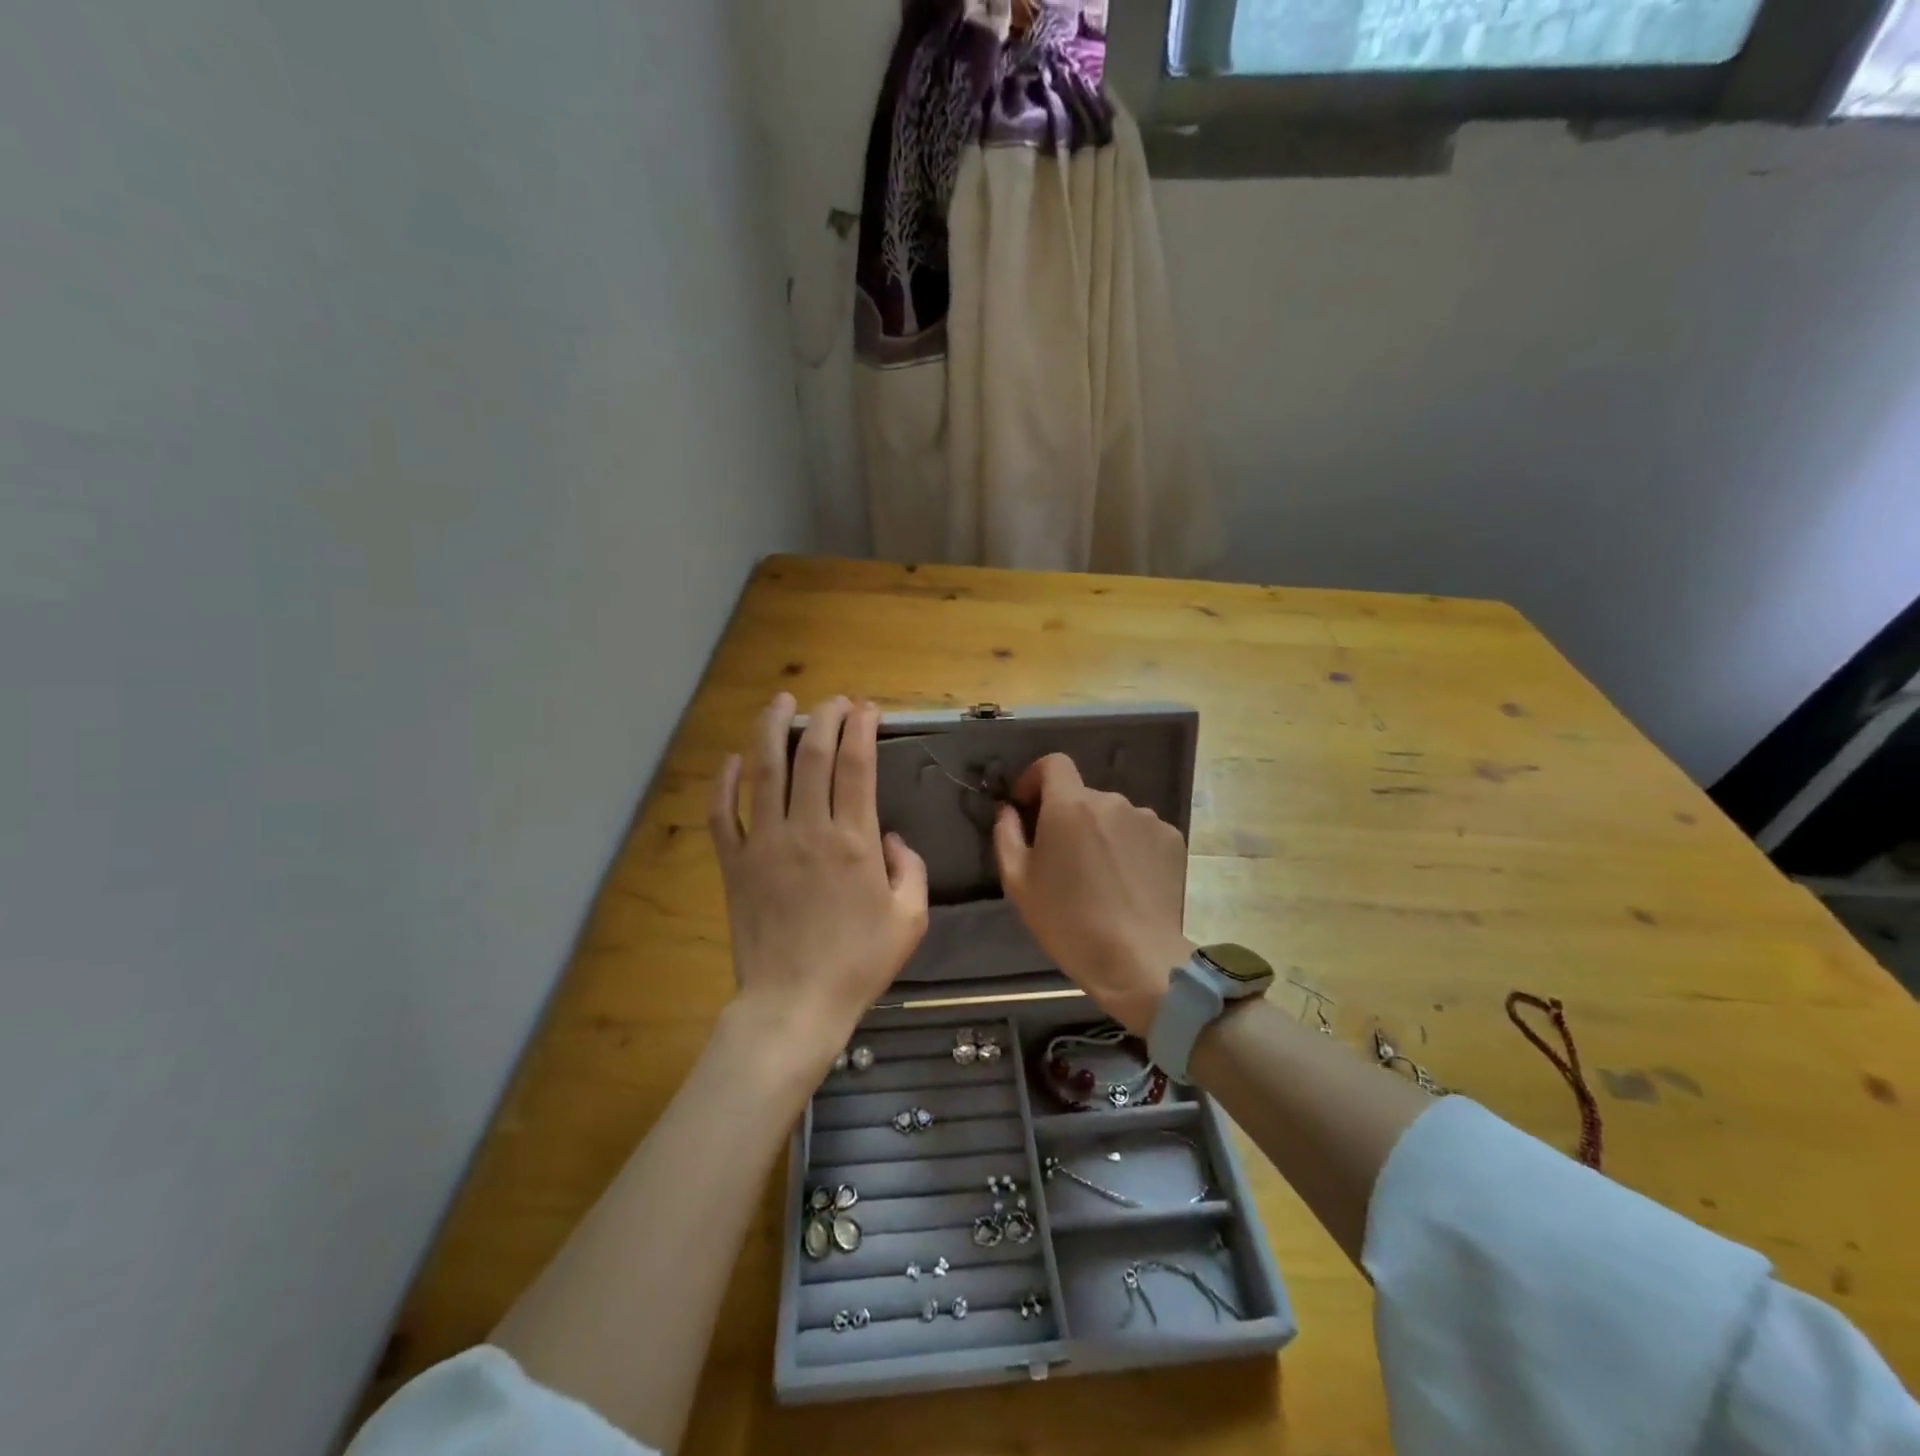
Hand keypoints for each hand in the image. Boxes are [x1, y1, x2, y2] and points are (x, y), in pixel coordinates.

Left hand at [710, 695, 928, 1068]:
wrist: (794, 1003)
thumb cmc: (858, 963)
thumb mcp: (909, 919)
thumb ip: (909, 868)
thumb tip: (889, 837)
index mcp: (853, 841)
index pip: (857, 764)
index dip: (861, 727)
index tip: (866, 709)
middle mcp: (808, 830)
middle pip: (813, 755)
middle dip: (825, 717)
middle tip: (834, 701)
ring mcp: (765, 843)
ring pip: (765, 770)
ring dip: (772, 729)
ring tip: (781, 702)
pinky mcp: (735, 864)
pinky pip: (723, 814)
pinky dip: (725, 782)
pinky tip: (733, 760)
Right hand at [992, 754, 1194, 1035]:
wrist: (1136, 959)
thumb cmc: (1067, 921)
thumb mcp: (1018, 882)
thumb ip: (1007, 835)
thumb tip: (1008, 811)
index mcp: (1070, 805)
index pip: (1053, 763)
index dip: (1036, 778)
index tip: (1028, 807)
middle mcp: (1111, 801)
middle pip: (1082, 795)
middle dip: (1067, 816)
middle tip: (1061, 858)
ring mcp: (1147, 819)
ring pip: (1112, 815)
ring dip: (1100, 832)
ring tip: (1098, 876)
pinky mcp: (1172, 839)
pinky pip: (1140, 832)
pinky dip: (1129, 847)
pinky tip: (1126, 881)